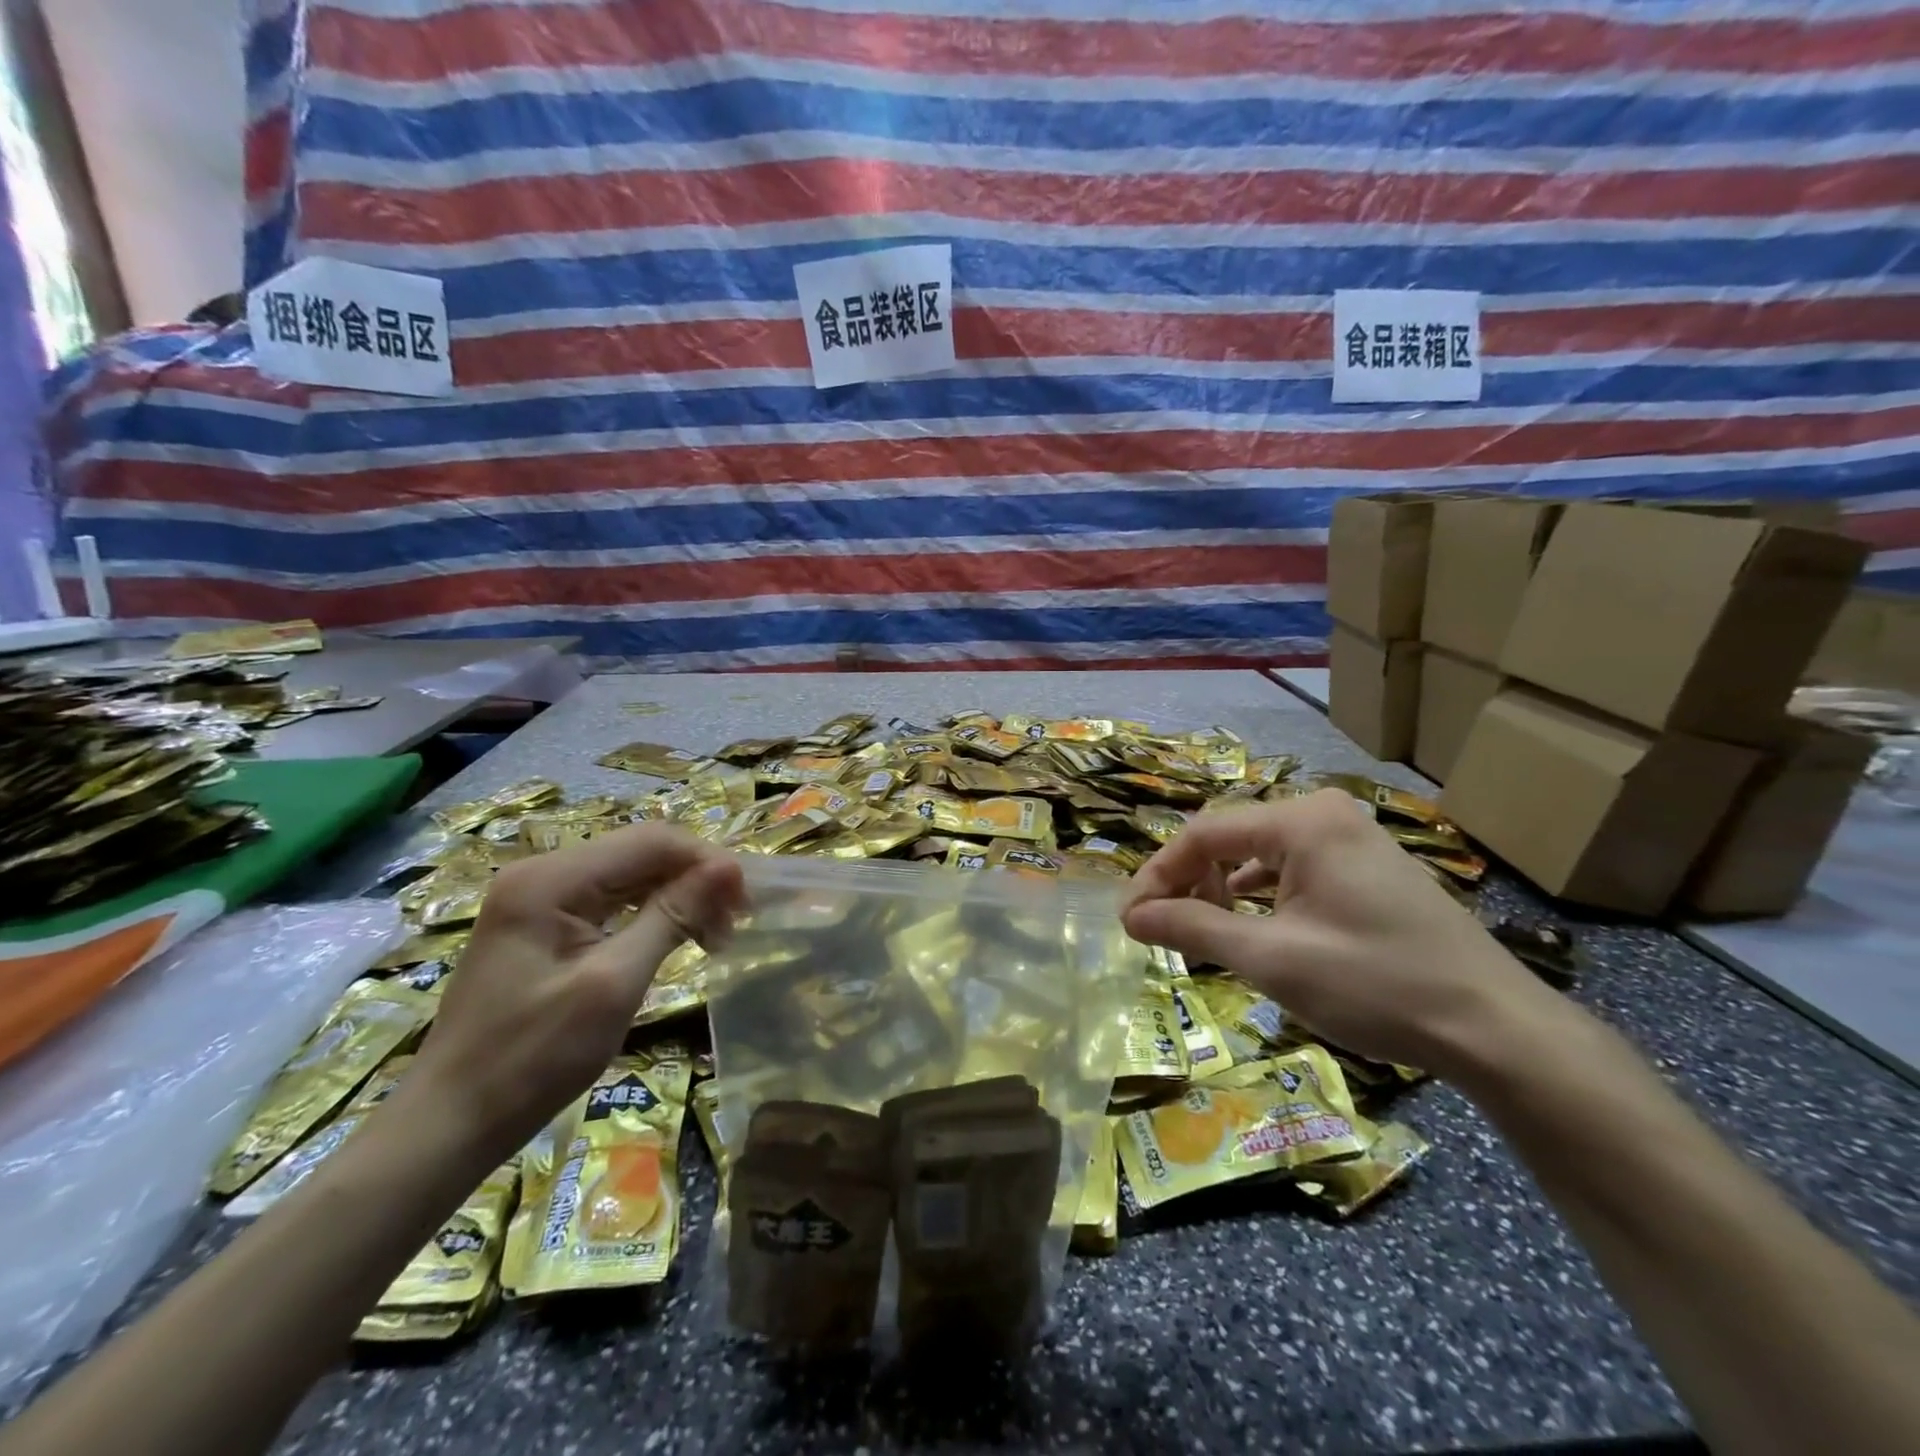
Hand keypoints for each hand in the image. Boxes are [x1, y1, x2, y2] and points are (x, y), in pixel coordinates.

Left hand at [397, 825, 743, 1169]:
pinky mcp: (542, 924)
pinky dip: (651, 915)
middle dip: (695, 880)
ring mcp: (539, 898)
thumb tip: (730, 867)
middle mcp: (543, 874)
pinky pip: (611, 901)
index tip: (746, 902)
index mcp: (551, 879)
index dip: (706, 862)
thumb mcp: (614, 984)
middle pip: (641, 853)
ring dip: (678, 898)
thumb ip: (673, 916)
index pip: (650, 842)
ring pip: (631, 876)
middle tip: (733, 927)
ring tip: (714, 938)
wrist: (450, 1124)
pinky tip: (676, 939)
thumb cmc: (532, 1059)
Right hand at [1123, 790, 1551, 1075]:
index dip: (1158, 876)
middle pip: (1229, 838)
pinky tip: (1253, 930)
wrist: (1496, 1030)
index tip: (1131, 921)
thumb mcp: (1272, 959)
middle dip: (1190, 883)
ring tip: (1205, 934)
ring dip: (1222, 892)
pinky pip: (1292, 870)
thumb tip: (1130, 916)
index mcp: (1302, 821)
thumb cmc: (1376, 985)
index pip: (1202, 834)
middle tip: (1167, 931)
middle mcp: (1324, 814)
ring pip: (1259, 855)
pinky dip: (1260, 897)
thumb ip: (1194, 928)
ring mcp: (1351, 838)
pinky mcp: (1367, 867)